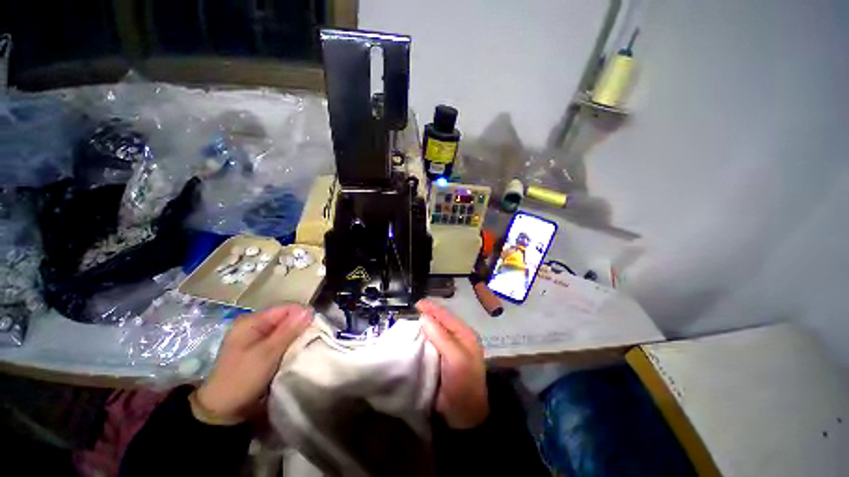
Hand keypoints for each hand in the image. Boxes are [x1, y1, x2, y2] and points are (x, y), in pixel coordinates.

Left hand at [194, 304, 312, 423]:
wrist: (225, 410)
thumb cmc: (243, 378)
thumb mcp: (267, 353)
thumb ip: (289, 330)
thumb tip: (309, 310)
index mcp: (251, 322)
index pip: (285, 308)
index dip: (302, 314)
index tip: (316, 326)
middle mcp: (254, 326)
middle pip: (285, 318)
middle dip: (300, 326)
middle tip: (312, 338)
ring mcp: (256, 339)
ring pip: (285, 330)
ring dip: (296, 337)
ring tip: (307, 345)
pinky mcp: (260, 350)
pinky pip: (281, 341)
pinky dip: (290, 345)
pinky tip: (296, 352)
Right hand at [417, 300, 488, 428]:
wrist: (463, 416)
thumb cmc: (463, 384)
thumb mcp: (456, 358)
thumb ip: (441, 336)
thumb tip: (424, 317)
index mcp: (464, 335)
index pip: (446, 316)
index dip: (432, 308)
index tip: (417, 304)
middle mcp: (457, 339)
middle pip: (439, 322)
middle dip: (426, 316)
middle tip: (411, 312)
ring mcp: (448, 350)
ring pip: (433, 332)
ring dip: (422, 327)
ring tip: (408, 323)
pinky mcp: (439, 360)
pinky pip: (429, 344)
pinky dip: (420, 339)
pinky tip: (411, 338)